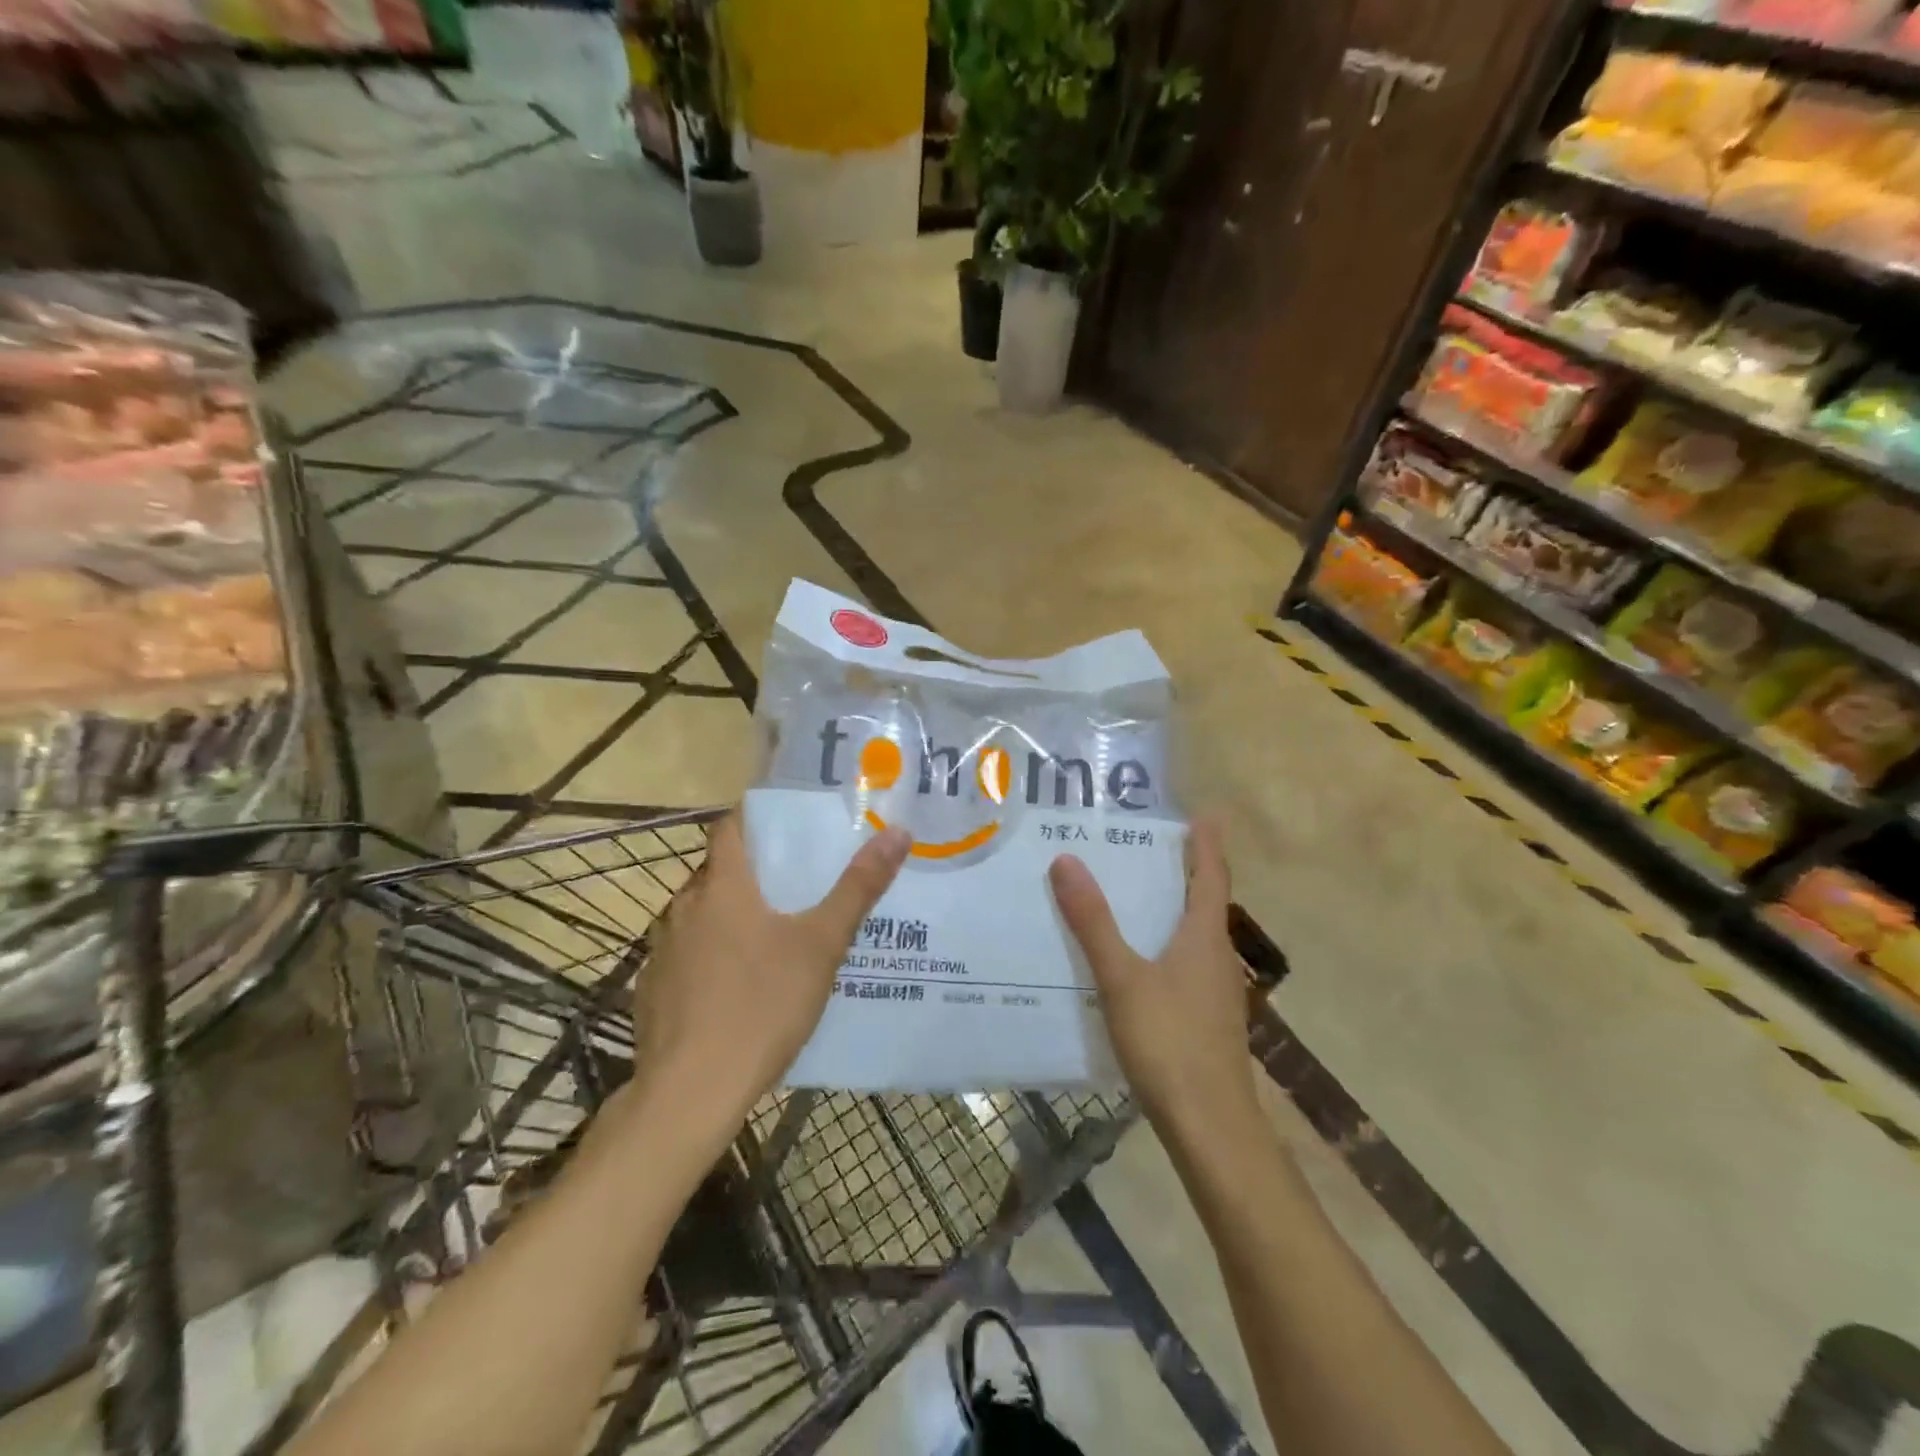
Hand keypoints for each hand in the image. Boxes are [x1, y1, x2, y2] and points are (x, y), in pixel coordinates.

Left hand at [634, 812, 910, 1128]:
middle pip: (717, 873)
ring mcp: (662, 951)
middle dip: (752, 872)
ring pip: (700, 916)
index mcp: (722, 888)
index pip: (729, 828)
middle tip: (795, 884)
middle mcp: (684, 908)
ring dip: (729, 916)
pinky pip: (685, 957)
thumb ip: (858, 888)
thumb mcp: (822, 945)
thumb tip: (897, 832)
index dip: (754, 818)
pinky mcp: (652, 991)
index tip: (786, 823)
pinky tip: (736, 989)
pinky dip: (709, 957)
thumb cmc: (761, 1006)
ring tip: (772, 935)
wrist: (690, 1094)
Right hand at [1048, 818, 1257, 1132]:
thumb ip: (1093, 922)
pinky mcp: (1207, 1021)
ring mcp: (1216, 993)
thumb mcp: (1122, 978)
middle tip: (1154, 845)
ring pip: (1197, 936)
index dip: (1207, 844)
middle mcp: (1217, 958)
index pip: (1211, 876)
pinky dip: (1167, 945)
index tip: (1204, 814)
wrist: (1211, 1128)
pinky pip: (1187, 965)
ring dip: (1176, 909)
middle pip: (1206, 903)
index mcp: (1204, 937)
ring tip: (1138, 895)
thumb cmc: (1170, 1043)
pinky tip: (1138, 961)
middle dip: (1187, 872)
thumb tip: (1067, 861)